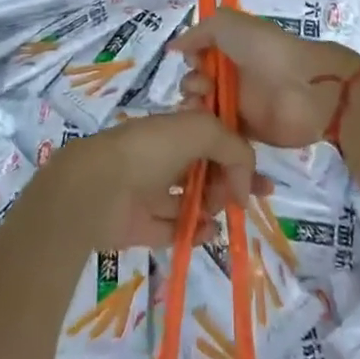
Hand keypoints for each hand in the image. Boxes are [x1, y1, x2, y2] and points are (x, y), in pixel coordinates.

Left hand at [43, 110, 258, 249]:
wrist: (97, 187)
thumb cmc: (150, 149)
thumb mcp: (201, 129)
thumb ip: (234, 147)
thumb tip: (245, 182)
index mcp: (174, 128)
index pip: (215, 137)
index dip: (239, 154)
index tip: (262, 177)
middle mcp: (164, 156)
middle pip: (206, 169)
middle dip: (231, 182)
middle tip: (247, 199)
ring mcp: (151, 190)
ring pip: (193, 199)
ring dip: (213, 206)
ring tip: (220, 212)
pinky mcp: (142, 224)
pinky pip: (176, 228)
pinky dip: (195, 230)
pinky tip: (208, 231)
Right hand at [172, 9, 359, 148]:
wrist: (304, 89)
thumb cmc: (266, 50)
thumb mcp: (229, 24)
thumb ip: (199, 31)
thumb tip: (174, 47)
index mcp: (231, 48)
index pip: (199, 55)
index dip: (191, 59)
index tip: (193, 62)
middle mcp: (233, 74)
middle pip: (198, 83)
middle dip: (191, 85)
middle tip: (203, 88)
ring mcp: (239, 104)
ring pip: (204, 108)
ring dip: (195, 107)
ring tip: (203, 108)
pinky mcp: (245, 131)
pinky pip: (217, 132)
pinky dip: (207, 130)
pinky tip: (206, 127)